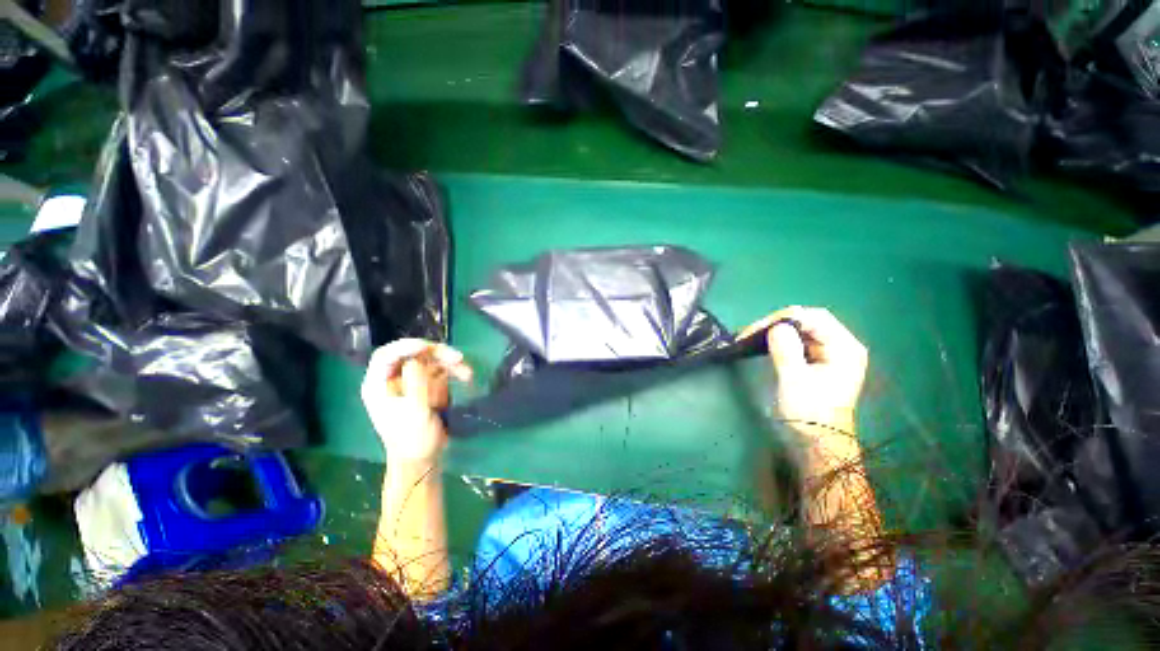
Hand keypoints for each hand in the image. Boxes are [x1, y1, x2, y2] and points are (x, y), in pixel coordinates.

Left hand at [361, 339, 472, 464]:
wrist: (423, 458)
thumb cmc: (413, 439)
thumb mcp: (415, 413)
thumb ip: (415, 385)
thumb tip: (416, 360)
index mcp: (379, 386)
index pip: (386, 356)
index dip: (405, 347)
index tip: (427, 347)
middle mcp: (393, 379)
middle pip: (412, 354)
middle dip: (435, 354)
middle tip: (457, 358)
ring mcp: (411, 381)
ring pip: (429, 360)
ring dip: (449, 363)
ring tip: (467, 372)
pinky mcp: (426, 385)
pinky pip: (440, 370)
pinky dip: (454, 371)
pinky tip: (466, 376)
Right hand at [741, 307, 867, 437]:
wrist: (817, 443)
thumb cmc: (810, 413)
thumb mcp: (795, 380)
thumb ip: (786, 349)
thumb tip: (775, 326)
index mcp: (844, 348)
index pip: (814, 318)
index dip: (785, 318)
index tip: (757, 328)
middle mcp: (841, 346)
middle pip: (808, 322)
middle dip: (778, 324)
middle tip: (750, 332)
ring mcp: (830, 354)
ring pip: (801, 331)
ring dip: (776, 332)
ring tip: (751, 337)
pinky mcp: (818, 362)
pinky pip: (798, 342)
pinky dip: (779, 341)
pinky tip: (763, 344)